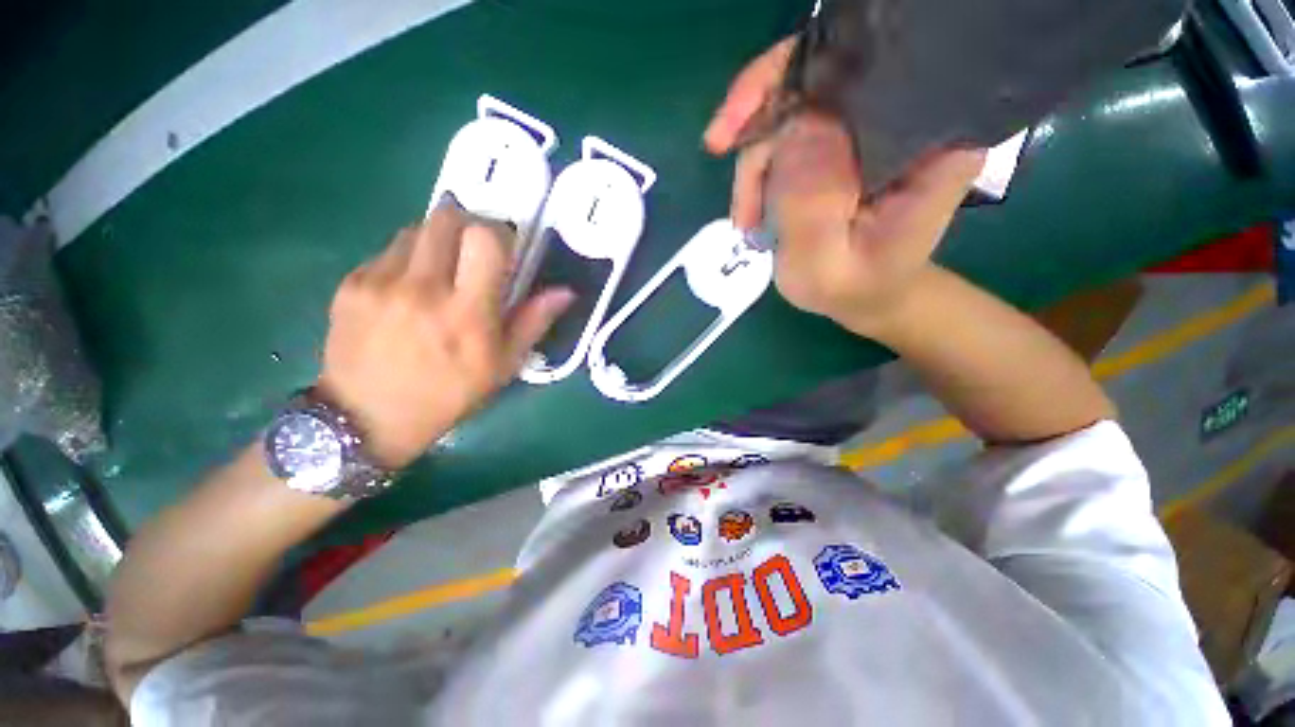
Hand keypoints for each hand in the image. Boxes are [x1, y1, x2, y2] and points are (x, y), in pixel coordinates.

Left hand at [319, 206, 573, 468]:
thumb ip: (534, 322)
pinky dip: (407, 261)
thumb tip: (566, 292)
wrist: (367, 419)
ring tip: (440, 276)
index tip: (503, 250)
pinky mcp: (351, 284)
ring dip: (437, 243)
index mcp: (467, 313)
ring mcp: (380, 282)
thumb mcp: (503, 365)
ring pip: (416, 229)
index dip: (499, 234)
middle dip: (467, 226)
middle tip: (473, 255)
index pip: (484, 238)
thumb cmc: (449, 395)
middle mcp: (422, 289)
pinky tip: (407, 293)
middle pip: (447, 217)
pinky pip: (388, 251)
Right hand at [703, 40, 985, 333]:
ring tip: (747, 219)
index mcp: (927, 143)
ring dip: (756, 160)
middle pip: (820, 76)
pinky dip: (760, 169)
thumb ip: (811, 206)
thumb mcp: (825, 266)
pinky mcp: (842, 139)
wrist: (866, 294)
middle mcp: (905, 116)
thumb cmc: (852, 288)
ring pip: (795, 106)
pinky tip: (753, 209)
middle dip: (760, 116)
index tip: (738, 119)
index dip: (795, 76)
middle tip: (718, 148)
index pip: (863, 71)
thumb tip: (795, 125)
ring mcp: (869, 125)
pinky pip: (788, 131)